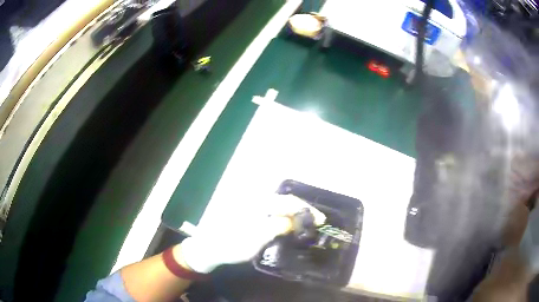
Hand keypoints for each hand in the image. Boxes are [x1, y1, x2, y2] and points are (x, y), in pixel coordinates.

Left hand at [180, 194, 325, 272]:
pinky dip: (282, 215)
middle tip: (315, 222)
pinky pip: (270, 209)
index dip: (306, 210)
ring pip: (278, 204)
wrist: (207, 247)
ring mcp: (250, 203)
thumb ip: (277, 226)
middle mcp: (254, 197)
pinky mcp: (247, 210)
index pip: (288, 201)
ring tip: (305, 223)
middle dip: (302, 210)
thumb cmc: (230, 244)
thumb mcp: (256, 239)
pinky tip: (287, 222)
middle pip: (284, 200)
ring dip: (293, 212)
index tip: (321, 219)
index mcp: (257, 202)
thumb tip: (296, 220)